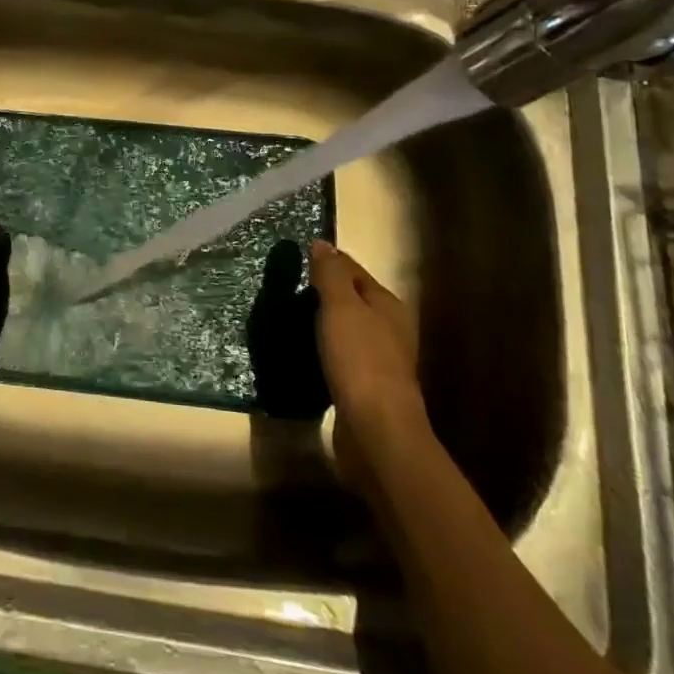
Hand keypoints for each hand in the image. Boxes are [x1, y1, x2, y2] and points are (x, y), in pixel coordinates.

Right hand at [309, 241, 428, 486]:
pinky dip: (322, 350)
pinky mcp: (366, 388)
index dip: (326, 262)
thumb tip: (322, 243)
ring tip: (287, 319)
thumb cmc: (360, 360)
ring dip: (321, 323)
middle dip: (322, 293)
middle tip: (285, 290)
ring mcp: (379, 360)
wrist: (377, 431)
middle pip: (351, 299)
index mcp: (387, 304)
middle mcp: (389, 329)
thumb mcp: (341, 307)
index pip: (352, 270)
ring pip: (345, 329)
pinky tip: (303, 352)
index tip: (295, 260)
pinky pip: (340, 356)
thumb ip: (331, 274)